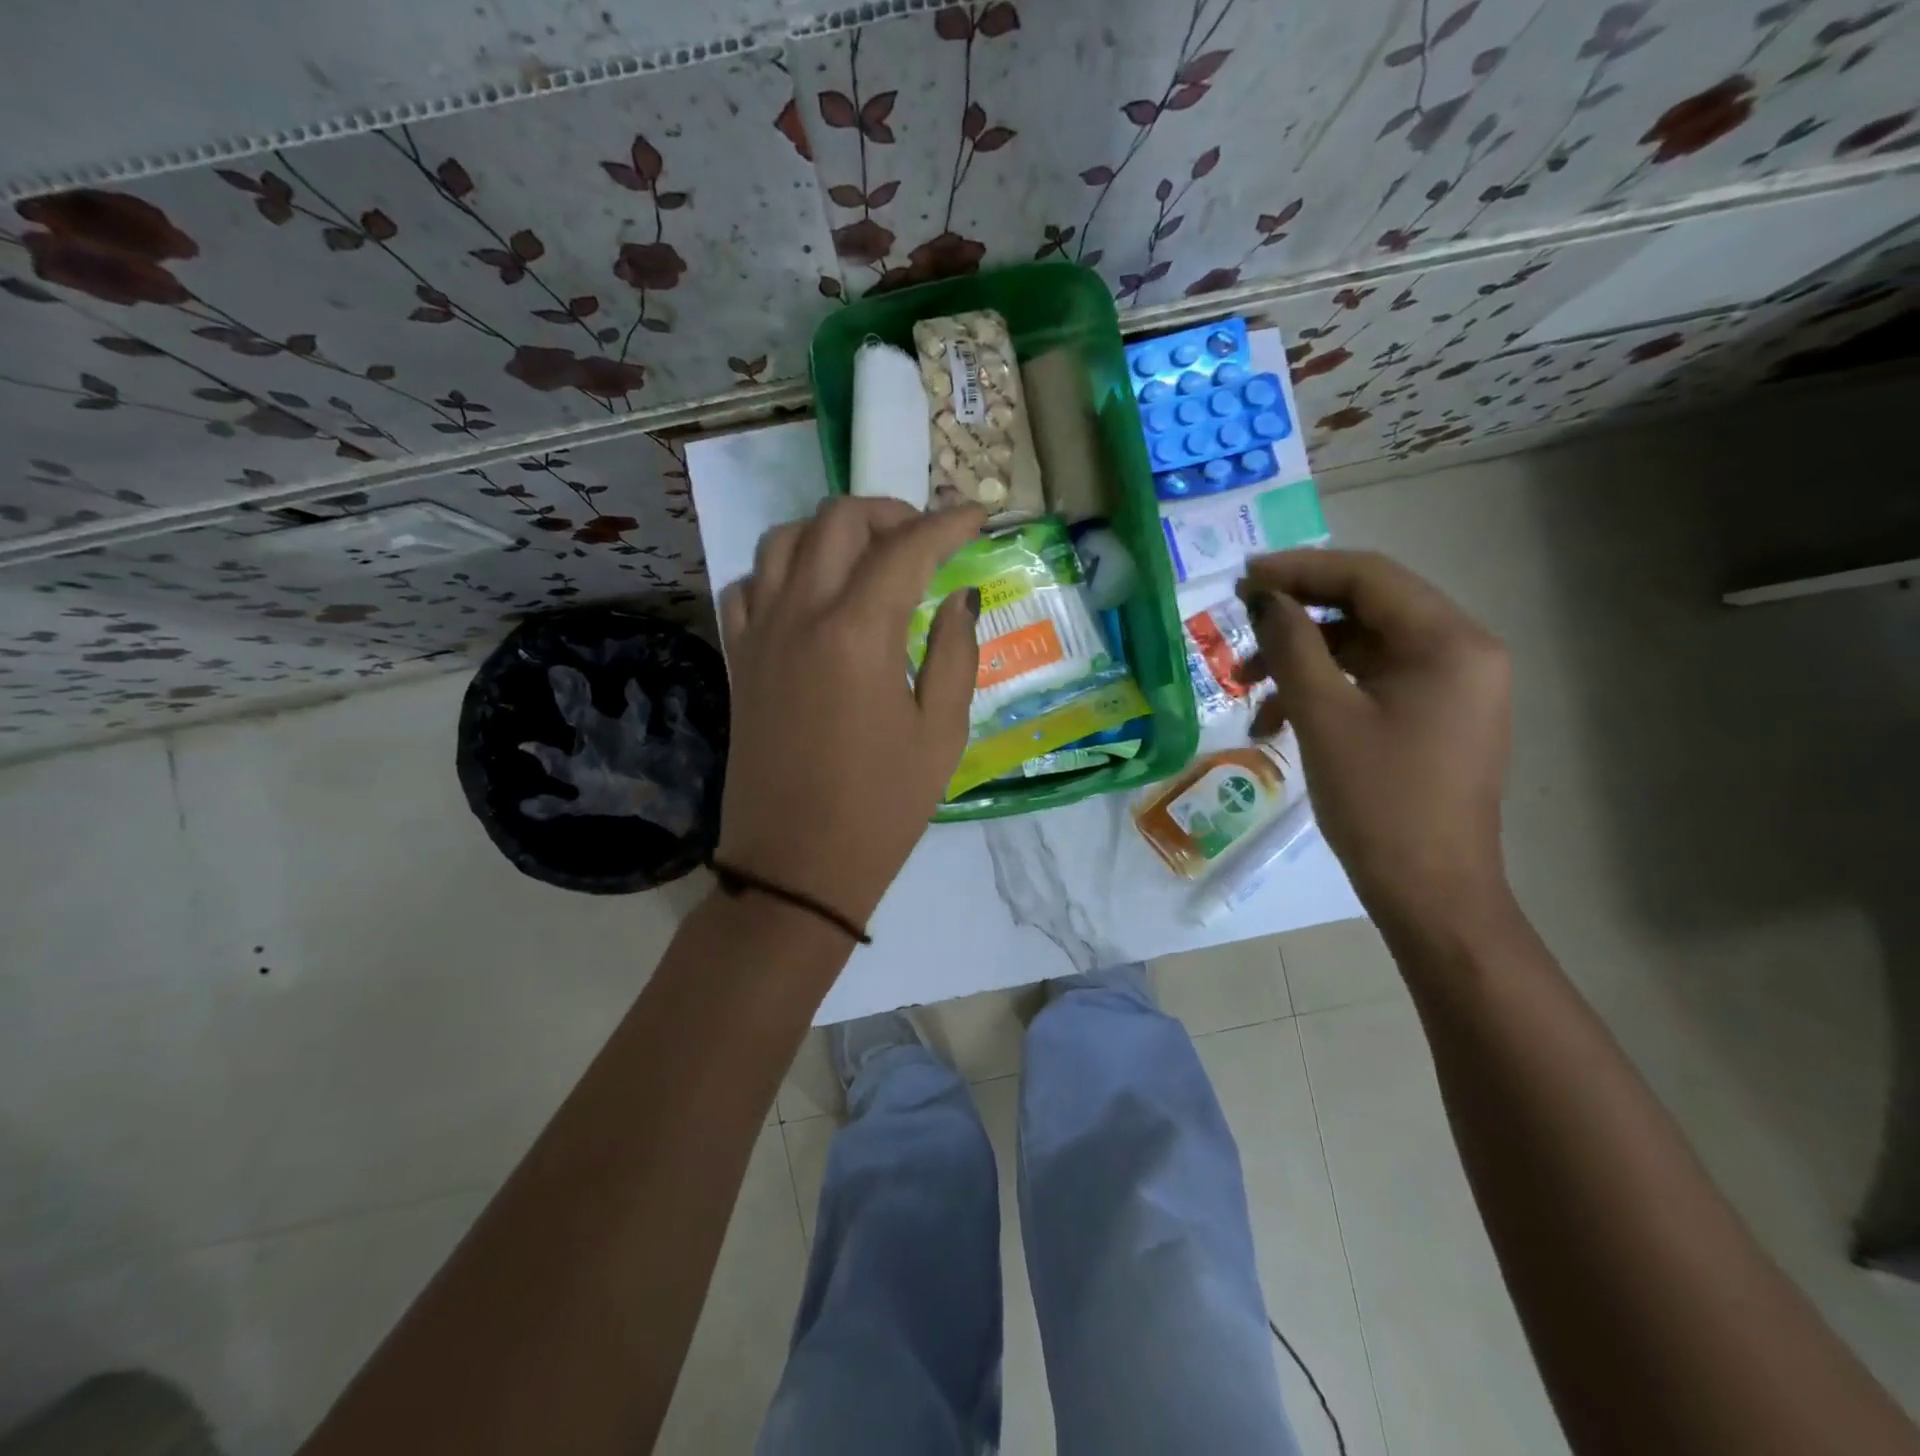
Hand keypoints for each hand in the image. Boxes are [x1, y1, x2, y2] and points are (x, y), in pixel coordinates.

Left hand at [717, 497, 984, 928]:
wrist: (796, 867)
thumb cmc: (881, 808)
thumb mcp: (941, 735)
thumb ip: (955, 653)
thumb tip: (959, 597)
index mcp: (857, 634)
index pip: (906, 548)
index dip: (948, 523)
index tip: (978, 514)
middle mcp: (800, 615)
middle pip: (837, 522)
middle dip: (888, 513)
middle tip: (924, 540)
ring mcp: (760, 634)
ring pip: (783, 541)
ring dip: (831, 533)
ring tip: (867, 558)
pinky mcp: (738, 659)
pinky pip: (749, 585)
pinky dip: (782, 571)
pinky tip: (810, 596)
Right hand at [1235, 549, 1511, 936]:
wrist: (1430, 892)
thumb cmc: (1378, 801)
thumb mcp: (1324, 715)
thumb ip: (1292, 645)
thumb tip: (1265, 597)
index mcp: (1449, 642)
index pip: (1369, 577)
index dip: (1300, 570)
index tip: (1242, 580)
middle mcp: (1462, 651)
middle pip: (1368, 608)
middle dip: (1297, 618)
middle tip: (1240, 625)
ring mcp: (1453, 685)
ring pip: (1364, 647)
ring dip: (1303, 659)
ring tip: (1247, 687)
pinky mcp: (1436, 715)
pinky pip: (1373, 681)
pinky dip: (1325, 690)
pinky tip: (1278, 721)